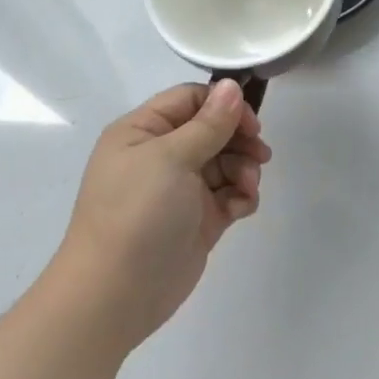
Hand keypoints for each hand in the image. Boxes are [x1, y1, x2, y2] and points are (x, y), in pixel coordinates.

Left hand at [50, 80, 270, 349]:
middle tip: (260, 155)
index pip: (191, 100)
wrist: (117, 293)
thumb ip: (208, 123)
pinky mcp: (200, 218)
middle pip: (214, 130)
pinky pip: (230, 194)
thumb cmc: (137, 213)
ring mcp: (181, 189)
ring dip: (245, 169)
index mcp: (143, 132)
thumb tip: (232, 85)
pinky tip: (242, 207)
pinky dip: (242, 196)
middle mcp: (161, 155)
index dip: (223, 105)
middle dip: (240, 139)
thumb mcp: (171, 158)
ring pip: (227, 162)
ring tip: (247, 187)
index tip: (250, 122)